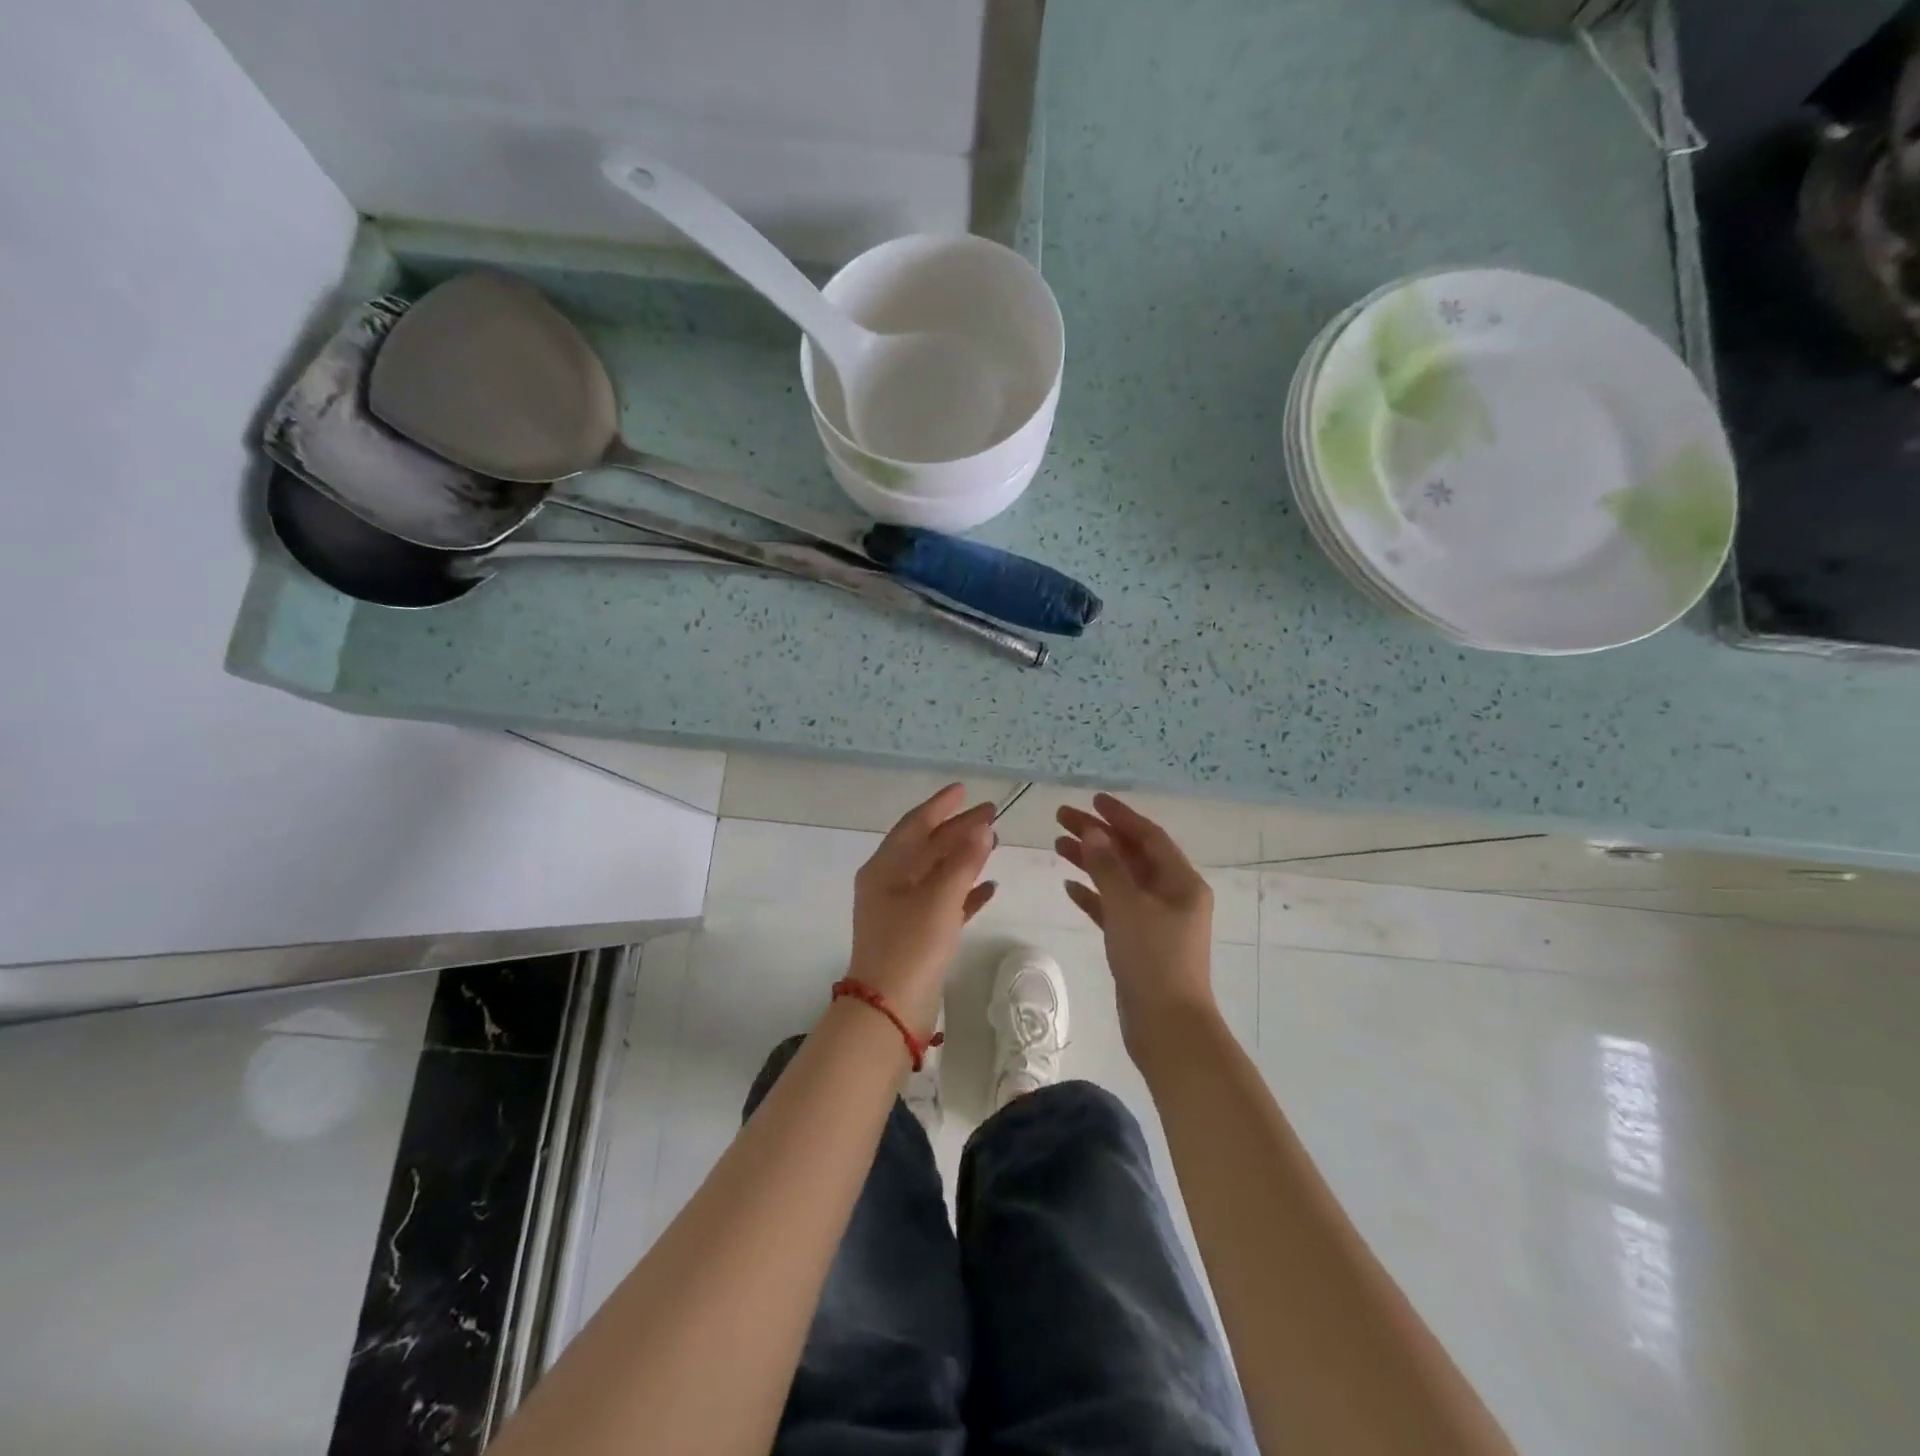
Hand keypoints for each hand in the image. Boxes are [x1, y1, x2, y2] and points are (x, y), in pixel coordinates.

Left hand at [847, 785, 997, 1033]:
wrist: (889, 1011)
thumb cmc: (910, 946)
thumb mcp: (939, 899)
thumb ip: (963, 861)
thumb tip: (982, 827)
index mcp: (885, 868)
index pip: (914, 825)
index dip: (940, 806)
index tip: (964, 790)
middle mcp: (889, 884)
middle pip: (927, 847)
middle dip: (957, 830)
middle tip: (991, 814)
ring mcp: (901, 910)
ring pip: (937, 874)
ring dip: (963, 858)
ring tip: (993, 842)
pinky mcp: (916, 935)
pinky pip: (944, 902)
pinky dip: (965, 892)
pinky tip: (990, 888)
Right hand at [1056, 793, 1216, 1064]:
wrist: (1167, 1027)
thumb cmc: (1153, 959)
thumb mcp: (1128, 906)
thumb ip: (1107, 866)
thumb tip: (1092, 832)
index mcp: (1181, 882)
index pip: (1149, 836)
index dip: (1120, 816)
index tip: (1091, 800)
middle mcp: (1172, 895)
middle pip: (1132, 855)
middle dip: (1098, 835)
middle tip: (1061, 818)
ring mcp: (1156, 920)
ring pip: (1120, 880)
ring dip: (1092, 861)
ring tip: (1057, 845)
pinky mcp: (1139, 943)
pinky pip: (1114, 908)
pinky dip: (1093, 895)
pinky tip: (1069, 886)